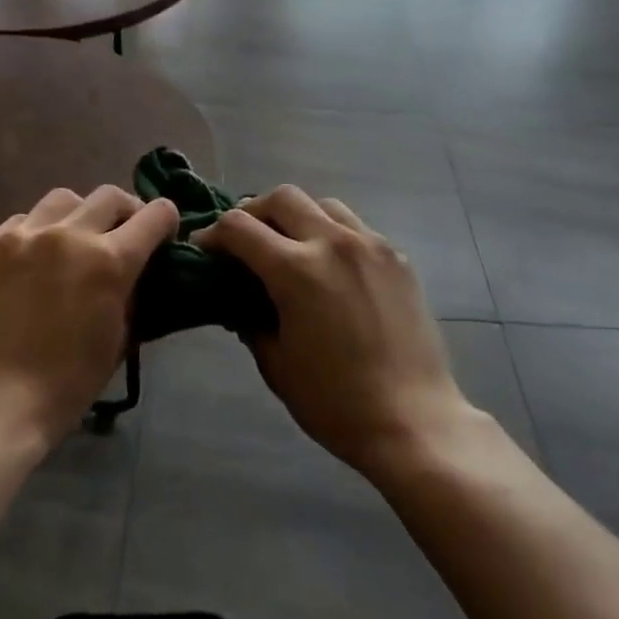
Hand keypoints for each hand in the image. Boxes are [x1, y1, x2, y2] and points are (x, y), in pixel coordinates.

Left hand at [0, 186, 178, 452]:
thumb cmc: (65, 385)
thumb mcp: (117, 340)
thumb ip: (129, 295)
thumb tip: (133, 276)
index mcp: (109, 260)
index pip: (155, 214)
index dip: (166, 222)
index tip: (162, 237)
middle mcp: (68, 234)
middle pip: (110, 196)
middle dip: (126, 212)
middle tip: (121, 237)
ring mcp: (21, 236)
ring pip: (63, 199)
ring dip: (79, 215)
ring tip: (72, 242)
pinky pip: (21, 221)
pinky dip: (36, 232)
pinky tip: (30, 260)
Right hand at [196, 186, 475, 474]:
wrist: (413, 420)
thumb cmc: (334, 402)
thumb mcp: (276, 364)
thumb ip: (250, 320)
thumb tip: (239, 299)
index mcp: (296, 270)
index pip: (239, 226)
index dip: (214, 234)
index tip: (206, 249)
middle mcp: (333, 242)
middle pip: (282, 198)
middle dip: (254, 212)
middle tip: (245, 240)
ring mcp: (371, 245)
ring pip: (323, 204)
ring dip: (297, 216)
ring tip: (290, 246)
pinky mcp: (397, 257)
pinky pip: (356, 227)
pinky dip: (333, 234)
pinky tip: (331, 267)